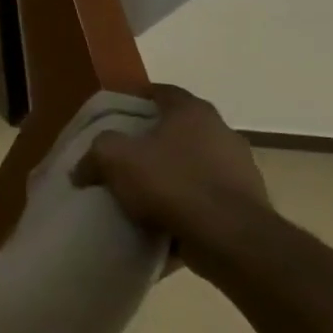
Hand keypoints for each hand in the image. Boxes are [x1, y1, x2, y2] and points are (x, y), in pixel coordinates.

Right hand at [71, 84, 271, 273]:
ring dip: (172, 174)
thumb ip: (95, 153)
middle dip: (153, 139)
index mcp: (193, 112)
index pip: (161, 92)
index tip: (115, 114)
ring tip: (143, 192)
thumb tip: (82, 169)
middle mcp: (223, 133)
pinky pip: (207, 197)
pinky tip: (165, 219)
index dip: (135, 99)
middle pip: (179, 128)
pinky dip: (188, 203)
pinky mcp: (249, 205)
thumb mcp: (113, 157)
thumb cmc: (171, 182)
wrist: (231, 240)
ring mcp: (242, 170)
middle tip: (125, 153)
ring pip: (195, 164)